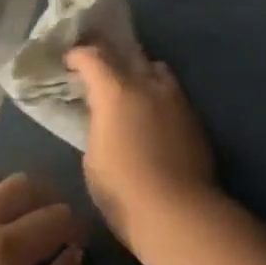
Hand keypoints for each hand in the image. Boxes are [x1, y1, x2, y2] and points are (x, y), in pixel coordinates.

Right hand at [66, 46, 218, 249]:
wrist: (177, 210)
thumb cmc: (122, 189)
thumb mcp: (93, 157)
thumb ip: (99, 126)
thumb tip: (105, 118)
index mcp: (115, 92)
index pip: (94, 57)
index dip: (79, 55)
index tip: (71, 61)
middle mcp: (147, 85)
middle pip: (129, 54)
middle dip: (113, 56)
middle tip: (101, 67)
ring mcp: (175, 98)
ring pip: (157, 69)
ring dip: (142, 72)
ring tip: (134, 87)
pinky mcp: (194, 116)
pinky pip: (173, 92)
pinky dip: (160, 94)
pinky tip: (156, 113)